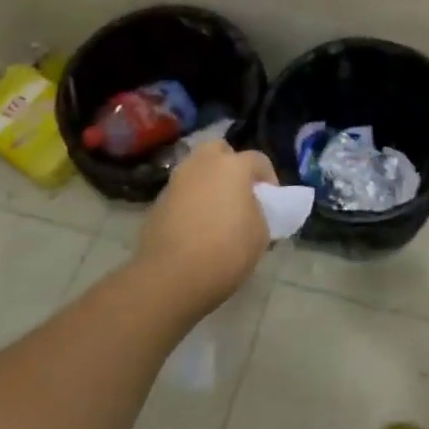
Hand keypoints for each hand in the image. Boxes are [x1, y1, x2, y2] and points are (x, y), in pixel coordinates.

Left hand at [137, 140, 277, 314]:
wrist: (171, 277)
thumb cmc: (226, 250)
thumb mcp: (260, 233)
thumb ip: (259, 212)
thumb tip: (249, 208)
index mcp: (233, 166)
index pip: (258, 160)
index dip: (268, 178)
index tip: (271, 200)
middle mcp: (202, 164)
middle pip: (219, 151)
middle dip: (230, 164)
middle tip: (238, 191)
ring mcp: (176, 181)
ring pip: (196, 170)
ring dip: (208, 182)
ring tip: (216, 210)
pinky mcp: (157, 202)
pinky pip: (181, 192)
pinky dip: (190, 201)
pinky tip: (196, 226)